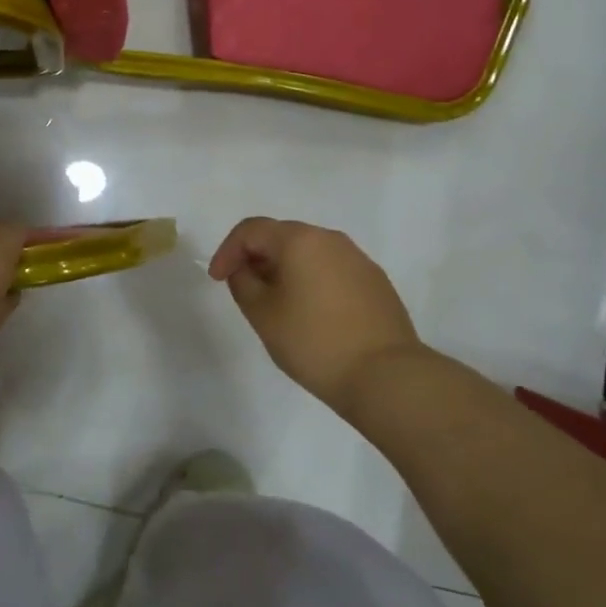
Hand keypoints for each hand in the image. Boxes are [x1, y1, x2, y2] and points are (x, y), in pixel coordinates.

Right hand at [209, 218, 429, 416]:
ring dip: (286, 269)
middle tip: (244, 288)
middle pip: (282, 236)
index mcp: (299, 239)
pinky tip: (312, 313)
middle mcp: (330, 238)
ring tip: (277, 302)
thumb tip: (244, 269)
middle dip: (257, 257)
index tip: (218, 279)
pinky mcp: (376, 281)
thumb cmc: (315, 342)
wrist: (387, 377)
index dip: (228, 250)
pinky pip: (332, 269)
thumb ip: (243, 282)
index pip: (251, 230)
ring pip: (309, 252)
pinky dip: (313, 281)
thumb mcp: (263, 314)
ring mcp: (357, 259)